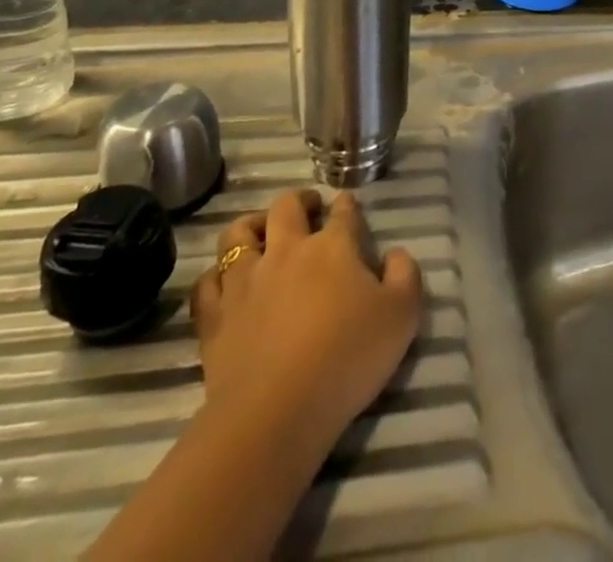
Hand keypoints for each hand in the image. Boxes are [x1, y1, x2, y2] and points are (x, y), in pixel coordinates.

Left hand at [194, 189, 422, 461]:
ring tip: (261, 232)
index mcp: (333, 246)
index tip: (349, 207)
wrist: (276, 412)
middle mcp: (287, 249)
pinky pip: (207, 282)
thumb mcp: (402, 317)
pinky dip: (215, 276)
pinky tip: (224, 282)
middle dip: (299, 200)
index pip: (343, 211)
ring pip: (239, 234)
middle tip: (308, 208)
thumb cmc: (347, 358)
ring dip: (251, 225)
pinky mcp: (215, 316)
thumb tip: (395, 254)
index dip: (348, 205)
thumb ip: (406, 276)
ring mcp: (246, 280)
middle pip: (287, 206)